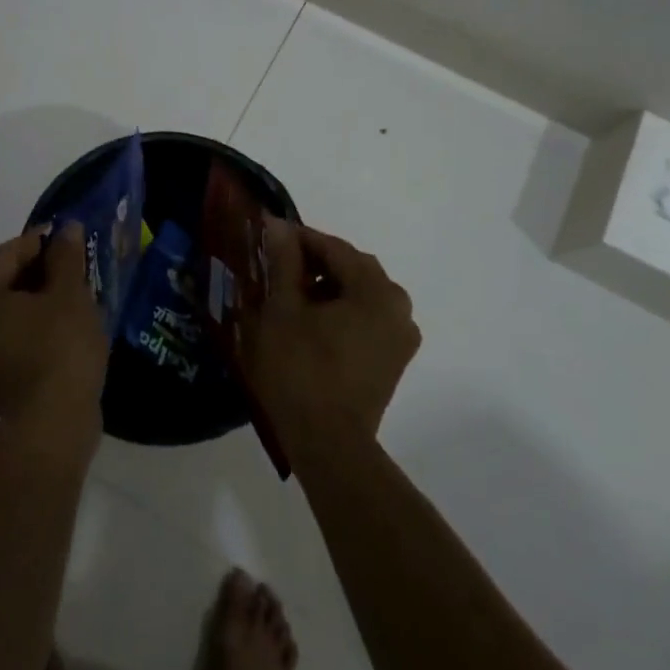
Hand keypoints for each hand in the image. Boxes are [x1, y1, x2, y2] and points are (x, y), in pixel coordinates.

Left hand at [0, 223, 108, 449]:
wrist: (53, 427)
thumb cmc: (58, 349)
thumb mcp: (69, 294)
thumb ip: (65, 256)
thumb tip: (67, 228)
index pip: (9, 253)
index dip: (43, 240)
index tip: (72, 234)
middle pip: (4, 280)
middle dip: (41, 270)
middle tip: (76, 264)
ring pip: (8, 308)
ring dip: (38, 296)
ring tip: (74, 291)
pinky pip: (9, 333)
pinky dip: (32, 322)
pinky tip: (62, 321)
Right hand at [243, 220, 419, 449]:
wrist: (328, 445)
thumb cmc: (300, 370)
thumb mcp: (283, 309)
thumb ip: (284, 262)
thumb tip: (280, 225)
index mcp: (376, 290)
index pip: (334, 248)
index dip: (300, 240)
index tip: (269, 237)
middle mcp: (398, 307)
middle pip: (352, 269)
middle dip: (315, 264)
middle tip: (277, 267)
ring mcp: (400, 337)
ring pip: (360, 295)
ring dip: (328, 289)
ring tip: (289, 296)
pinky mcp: (393, 361)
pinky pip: (366, 320)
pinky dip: (341, 313)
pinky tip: (310, 324)